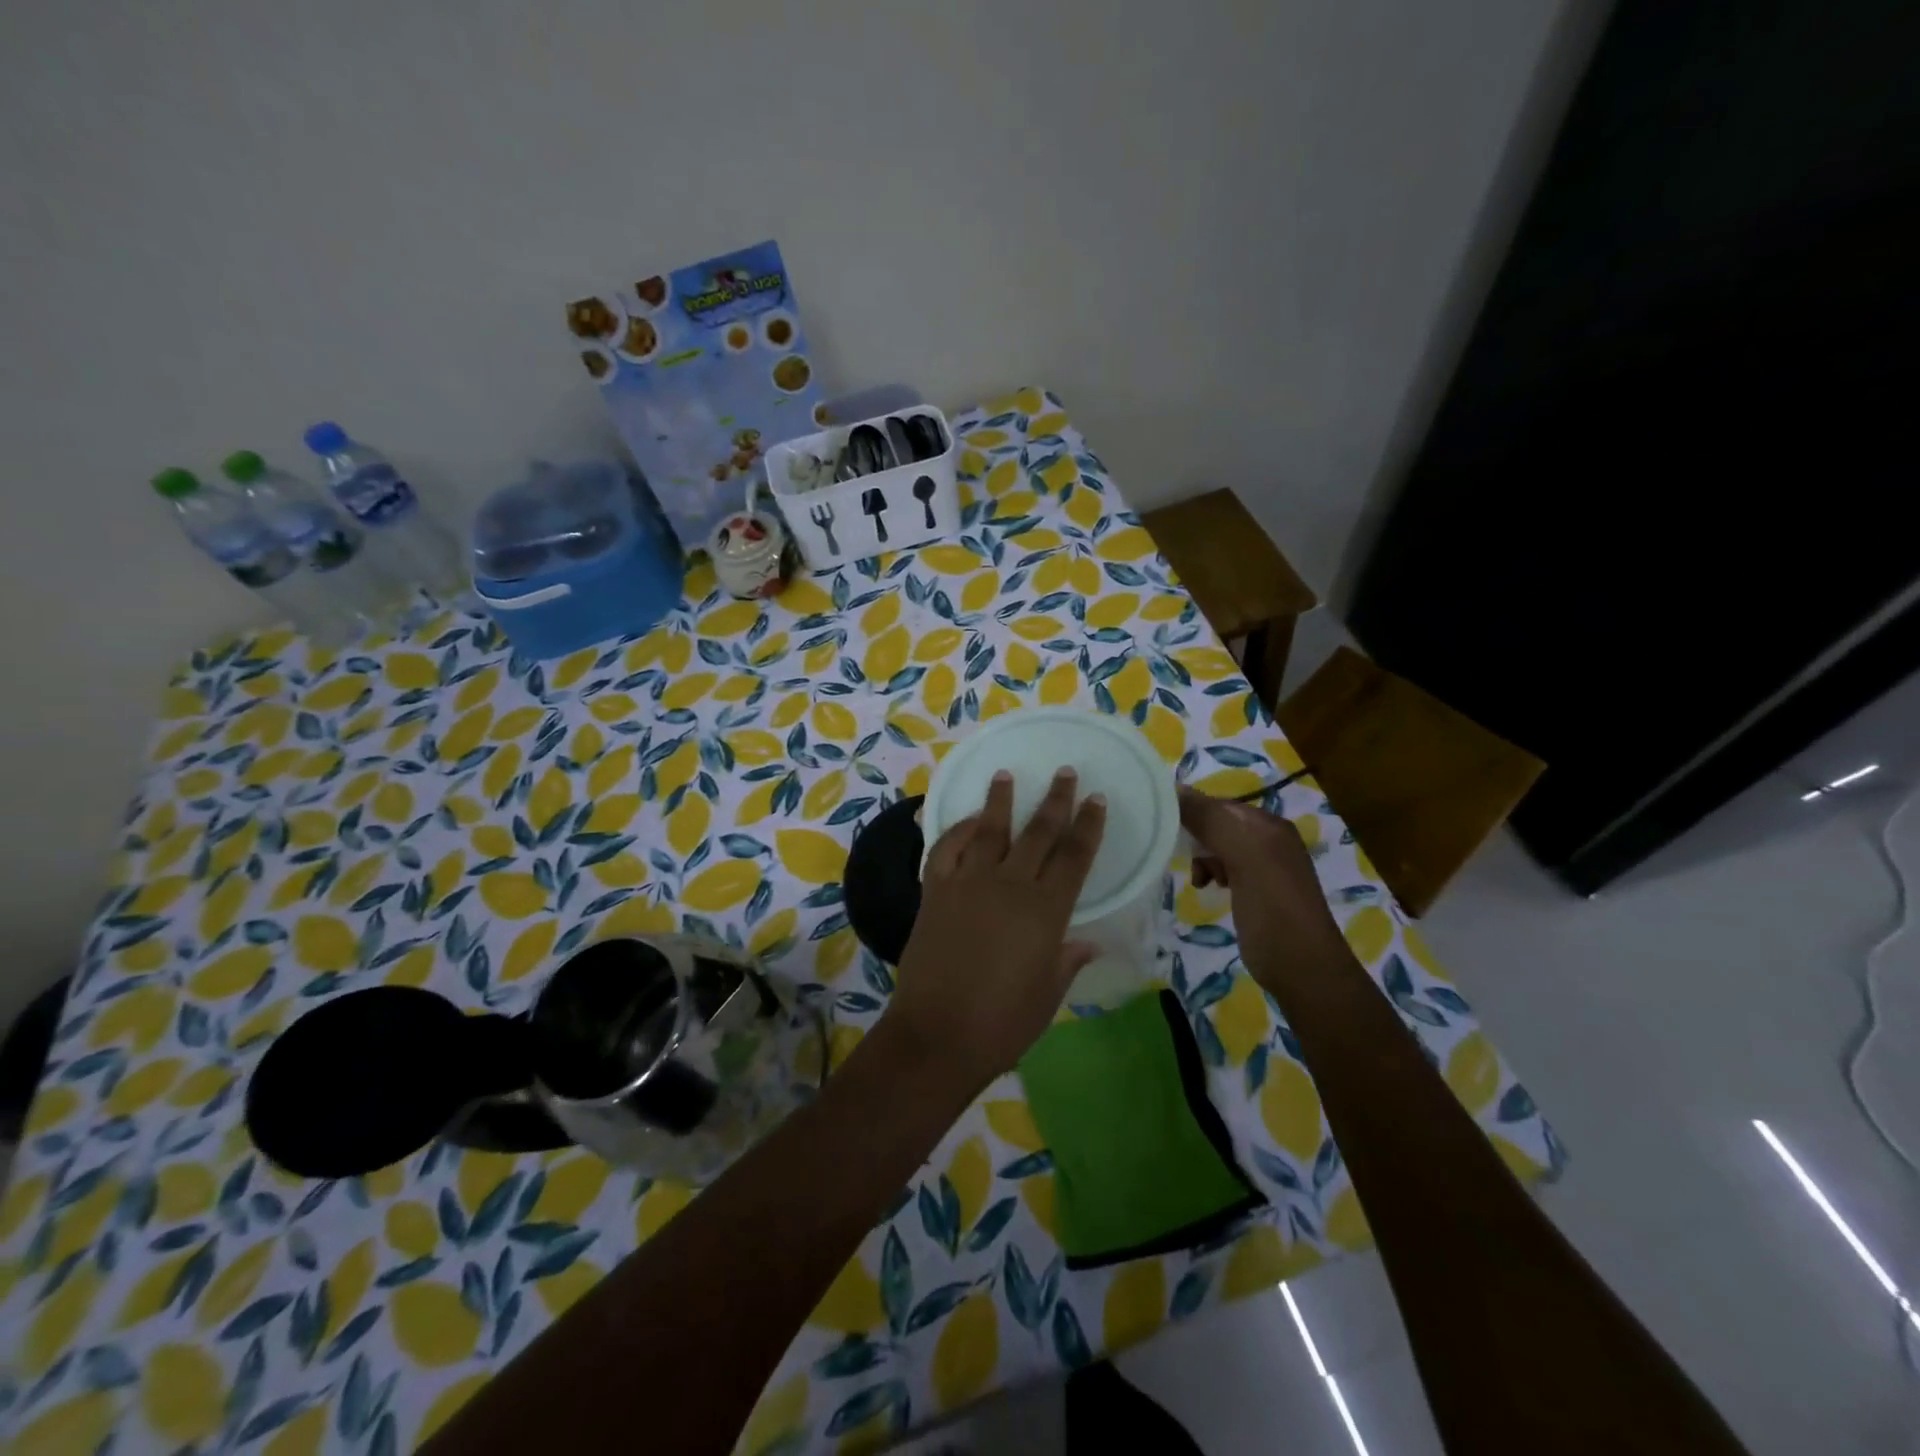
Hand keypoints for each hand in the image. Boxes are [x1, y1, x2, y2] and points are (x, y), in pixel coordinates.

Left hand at [887, 768, 1105, 1090]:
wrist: (937, 1036)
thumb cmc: (1002, 1023)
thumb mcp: (1047, 995)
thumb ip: (1067, 960)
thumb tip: (1088, 942)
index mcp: (1045, 911)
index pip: (1074, 856)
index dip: (1088, 825)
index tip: (1095, 799)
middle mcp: (1009, 886)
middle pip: (1037, 832)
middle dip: (1055, 800)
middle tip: (1065, 772)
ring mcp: (967, 884)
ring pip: (988, 830)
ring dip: (1000, 801)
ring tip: (1006, 774)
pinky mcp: (934, 892)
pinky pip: (946, 849)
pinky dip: (957, 831)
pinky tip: (967, 821)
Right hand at [1177, 787, 1348, 982]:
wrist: (1301, 967)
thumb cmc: (1272, 907)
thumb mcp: (1243, 855)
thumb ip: (1211, 819)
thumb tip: (1174, 788)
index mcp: (1269, 825)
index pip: (1219, 803)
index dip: (1191, 812)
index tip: (1164, 829)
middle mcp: (1269, 839)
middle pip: (1217, 824)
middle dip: (1196, 838)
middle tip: (1185, 858)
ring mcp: (1264, 867)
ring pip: (1218, 847)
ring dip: (1202, 858)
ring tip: (1200, 879)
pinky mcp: (1256, 891)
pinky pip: (1225, 868)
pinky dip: (1212, 873)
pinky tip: (1208, 887)